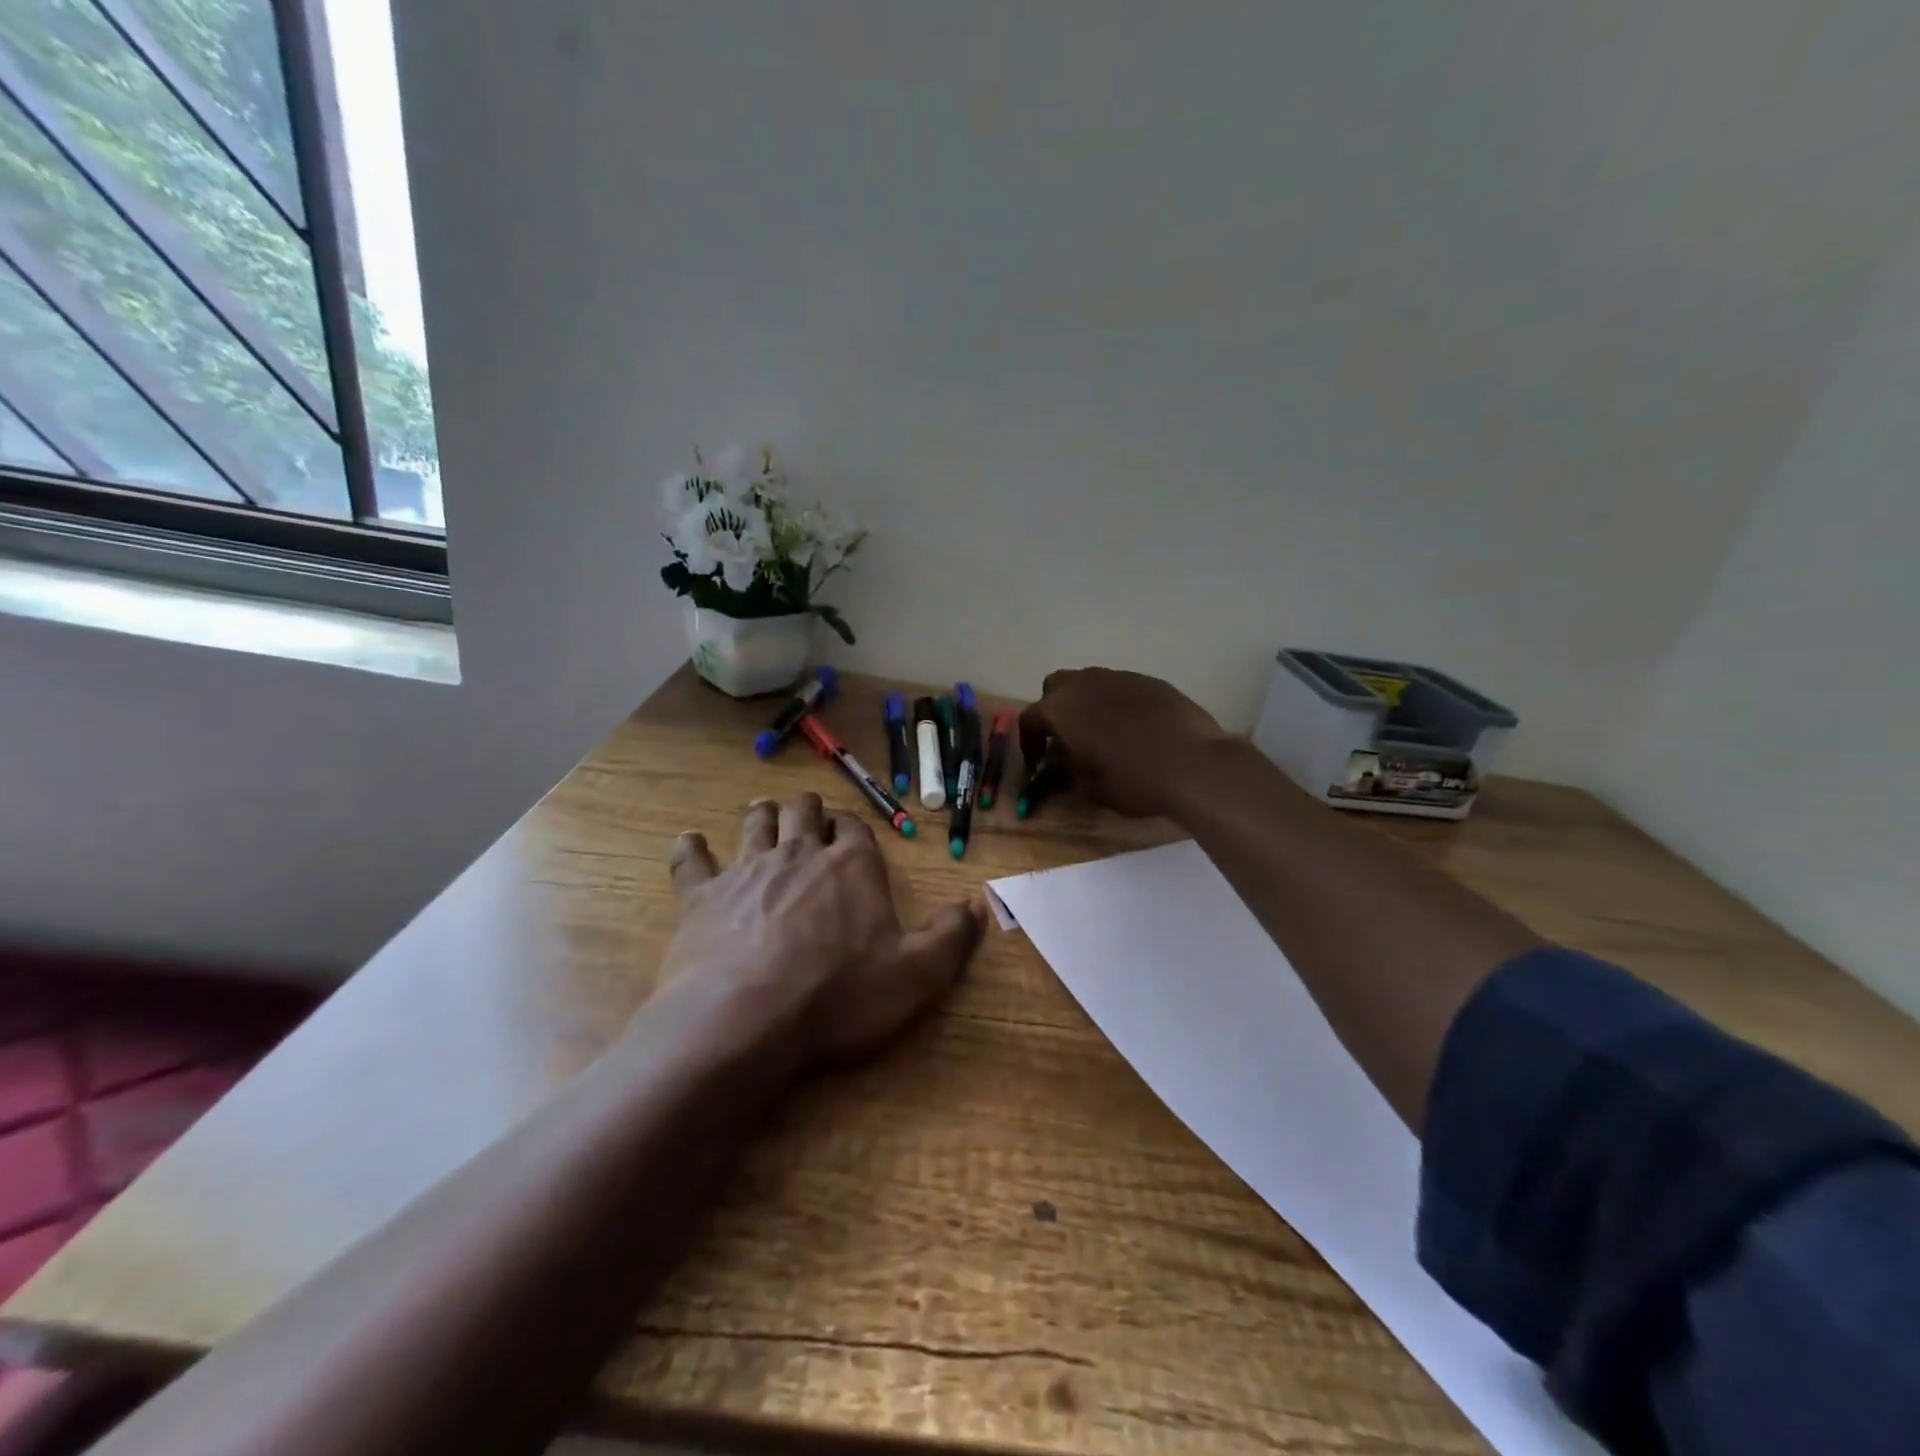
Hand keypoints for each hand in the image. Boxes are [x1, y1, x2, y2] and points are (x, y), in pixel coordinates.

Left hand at [662, 793, 984, 1067]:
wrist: (746, 1019)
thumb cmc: (839, 995)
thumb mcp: (916, 975)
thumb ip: (951, 937)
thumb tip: (979, 906)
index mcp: (851, 867)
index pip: (854, 829)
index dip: (852, 826)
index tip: (848, 830)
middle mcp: (799, 855)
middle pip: (803, 814)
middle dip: (807, 810)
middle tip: (806, 814)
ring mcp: (746, 871)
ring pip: (755, 825)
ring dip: (761, 816)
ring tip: (762, 811)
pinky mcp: (701, 896)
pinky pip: (692, 860)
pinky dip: (691, 849)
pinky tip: (689, 842)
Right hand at [1019, 667, 1228, 819]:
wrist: (1194, 764)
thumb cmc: (1133, 780)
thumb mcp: (1090, 788)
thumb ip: (1068, 771)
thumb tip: (1063, 763)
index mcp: (1061, 708)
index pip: (1029, 719)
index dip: (1029, 742)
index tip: (1037, 762)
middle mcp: (1085, 683)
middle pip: (1056, 687)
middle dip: (1054, 710)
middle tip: (1065, 738)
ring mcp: (1120, 677)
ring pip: (1091, 683)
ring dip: (1087, 704)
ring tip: (1101, 733)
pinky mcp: (1151, 681)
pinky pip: (1122, 688)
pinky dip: (1118, 704)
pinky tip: (1134, 730)